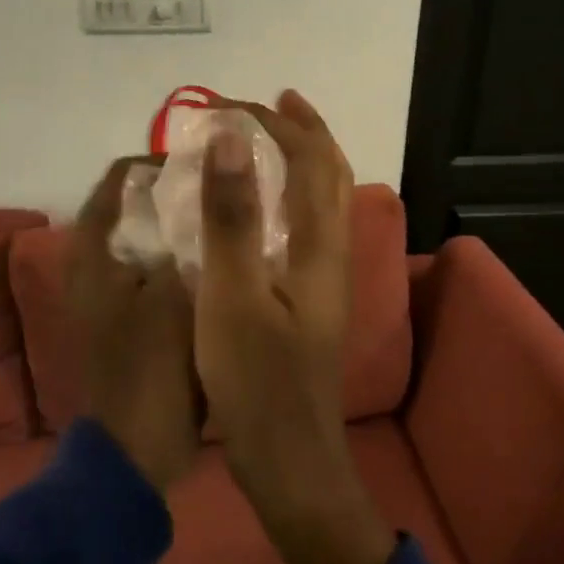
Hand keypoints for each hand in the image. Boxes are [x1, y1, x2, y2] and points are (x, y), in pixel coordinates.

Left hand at [67, 157, 202, 493]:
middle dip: (177, 193)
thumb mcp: (175, 297)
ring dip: (182, 226)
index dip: (161, 162)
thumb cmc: (151, 369)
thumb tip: (207, 195)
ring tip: (228, 216)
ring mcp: (111, 292)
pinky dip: (183, 258)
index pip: (119, 179)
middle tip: (224, 188)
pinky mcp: (130, 316)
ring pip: (149, 238)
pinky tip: (222, 258)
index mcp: (94, 252)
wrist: (137, 447)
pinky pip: (157, 269)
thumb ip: (189, 241)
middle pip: (134, 206)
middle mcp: (94, 263)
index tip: (206, 164)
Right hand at [194, 92, 393, 563]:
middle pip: (331, 176)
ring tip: (266, 143)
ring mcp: (324, 282)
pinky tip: (259, 212)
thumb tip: (230, 136)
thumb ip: (232, 216)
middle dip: (303, 132)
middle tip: (270, 104)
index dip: (278, 123)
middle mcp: (332, 256)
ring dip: (300, 162)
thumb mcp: (232, 294)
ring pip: (323, 203)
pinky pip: (305, 229)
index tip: (231, 103)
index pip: (311, 160)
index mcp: (319, 246)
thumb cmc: (256, 380)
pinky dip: (287, 198)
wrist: (289, 460)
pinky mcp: (308, 304)